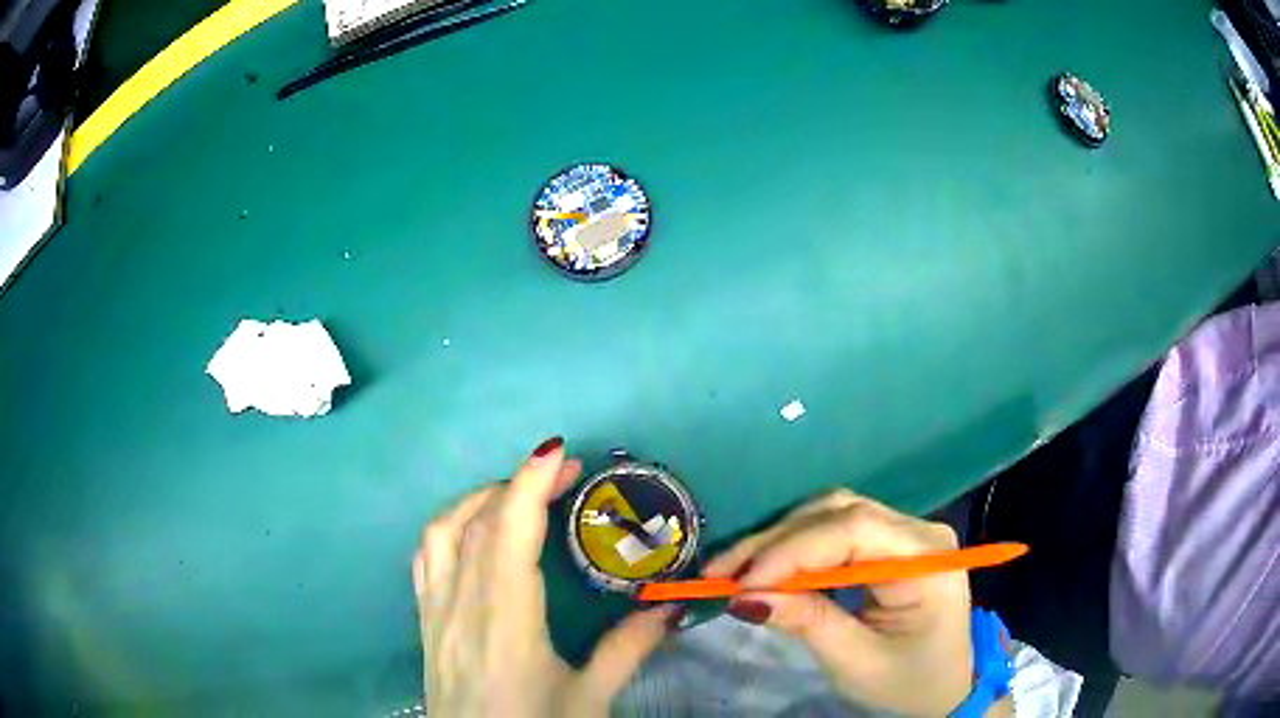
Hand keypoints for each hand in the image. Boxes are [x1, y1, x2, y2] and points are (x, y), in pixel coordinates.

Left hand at [413, 437, 681, 716]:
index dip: (530, 484)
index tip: (558, 453)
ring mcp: (435, 611)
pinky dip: (449, 528)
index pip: (509, 533)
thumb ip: (628, 649)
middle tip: (563, 475)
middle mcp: (461, 605)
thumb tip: (671, 606)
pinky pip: (426, 557)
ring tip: (516, 495)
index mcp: (505, 621)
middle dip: (519, 484)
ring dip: (479, 500)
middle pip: (479, 523)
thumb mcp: (589, 698)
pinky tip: (473, 533)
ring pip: (443, 532)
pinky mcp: (425, 622)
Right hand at [703, 489, 985, 716]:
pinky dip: (797, 548)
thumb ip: (807, 623)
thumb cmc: (908, 684)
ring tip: (737, 569)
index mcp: (927, 560)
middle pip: (841, 513)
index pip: (855, 529)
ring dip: (781, 539)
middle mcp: (920, 531)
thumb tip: (745, 596)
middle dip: (777, 541)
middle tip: (723, 571)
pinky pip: (837, 531)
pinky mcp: (890, 543)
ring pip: (833, 515)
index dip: (793, 549)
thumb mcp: (857, 662)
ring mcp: (906, 533)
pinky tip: (769, 567)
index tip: (742, 581)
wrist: (944, 689)